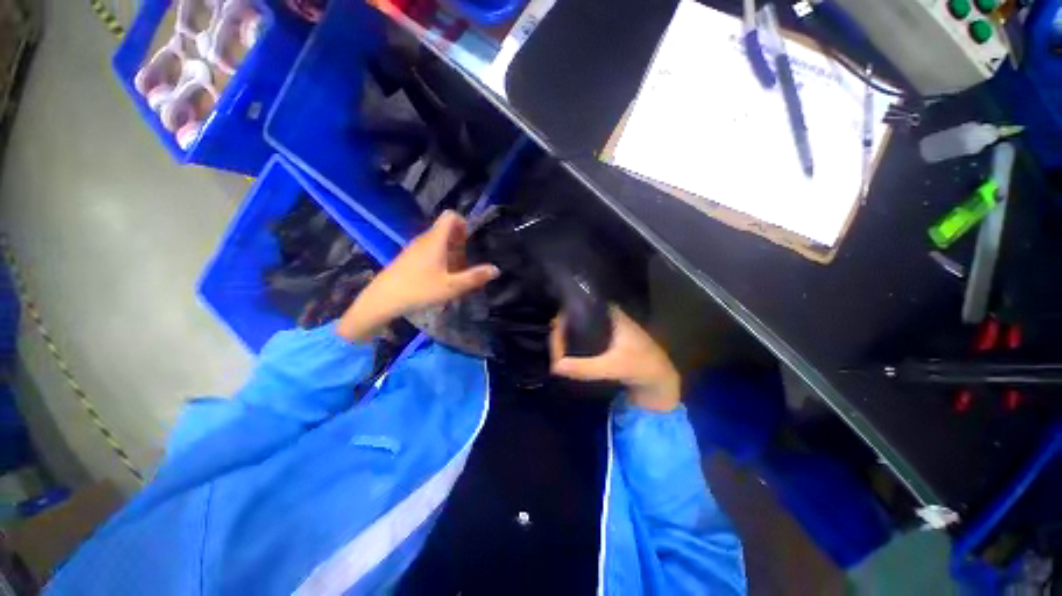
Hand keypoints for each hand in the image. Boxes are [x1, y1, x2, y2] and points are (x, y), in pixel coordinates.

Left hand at [337, 211, 498, 341]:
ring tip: (455, 273)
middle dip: (461, 243)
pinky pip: (429, 249)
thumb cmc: (419, 290)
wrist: (383, 299)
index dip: (464, 223)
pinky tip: (440, 277)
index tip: (471, 242)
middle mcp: (425, 239)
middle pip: (447, 229)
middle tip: (466, 263)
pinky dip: (440, 258)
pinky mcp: (409, 257)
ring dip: (451, 252)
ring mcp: (415, 247)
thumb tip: (496, 269)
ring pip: (438, 241)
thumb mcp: (452, 287)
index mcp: (436, 240)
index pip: (451, 216)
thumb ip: (475, 277)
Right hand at [549, 306, 680, 411]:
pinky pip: (585, 337)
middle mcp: (607, 316)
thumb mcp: (613, 367)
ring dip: (568, 337)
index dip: (563, 316)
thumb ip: (585, 367)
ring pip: (580, 327)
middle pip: (577, 316)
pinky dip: (575, 343)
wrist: (661, 380)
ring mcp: (607, 328)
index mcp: (610, 313)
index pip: (580, 307)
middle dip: (563, 329)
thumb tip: (555, 366)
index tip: (553, 331)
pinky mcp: (607, 341)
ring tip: (557, 350)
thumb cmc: (642, 366)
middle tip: (553, 347)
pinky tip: (568, 353)